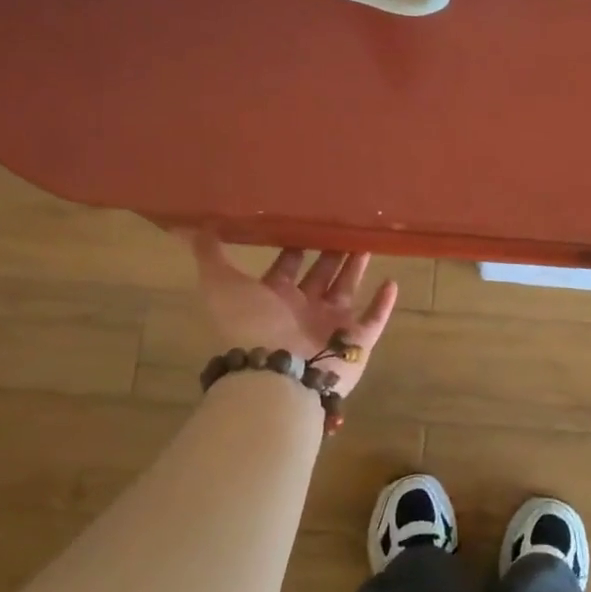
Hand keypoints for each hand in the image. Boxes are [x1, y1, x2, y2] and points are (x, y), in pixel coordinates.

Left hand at [188, 234, 398, 394]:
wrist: (278, 373)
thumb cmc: (252, 325)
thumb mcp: (221, 284)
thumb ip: (210, 255)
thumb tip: (197, 225)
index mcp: (272, 298)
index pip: (286, 266)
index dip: (294, 244)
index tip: (307, 218)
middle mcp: (301, 311)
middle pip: (320, 275)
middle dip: (330, 252)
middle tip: (345, 224)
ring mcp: (330, 327)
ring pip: (347, 291)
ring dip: (357, 268)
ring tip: (369, 241)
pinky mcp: (356, 343)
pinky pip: (373, 321)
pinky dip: (383, 304)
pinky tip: (393, 281)